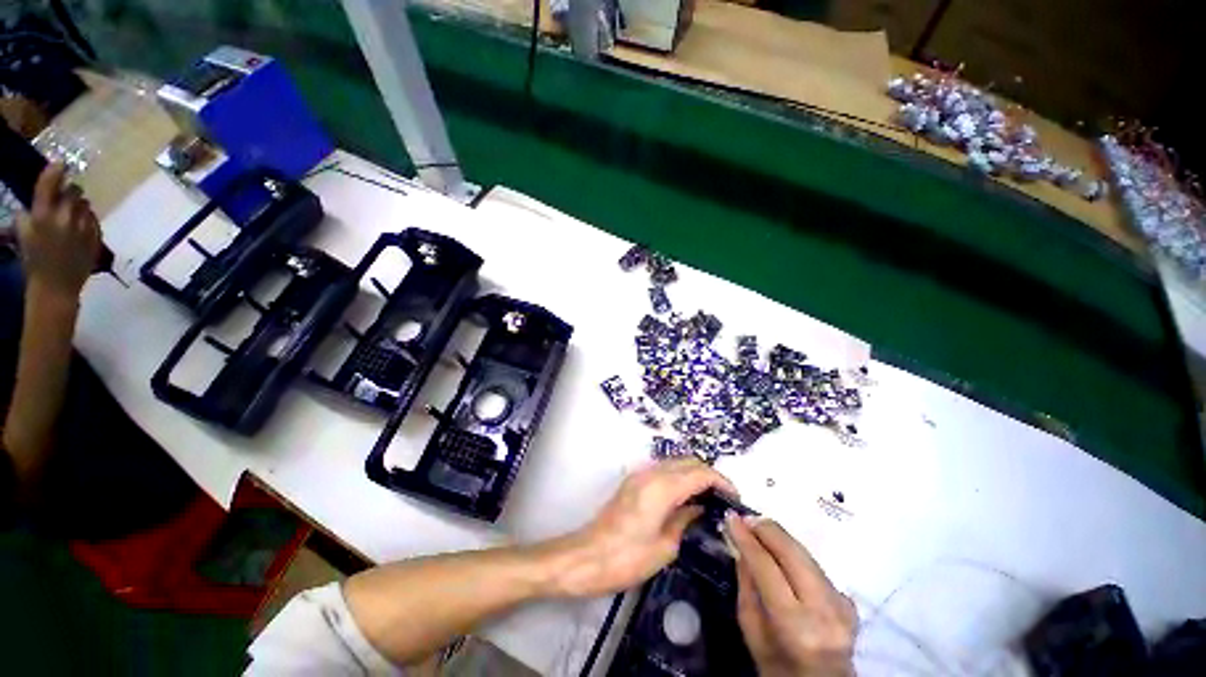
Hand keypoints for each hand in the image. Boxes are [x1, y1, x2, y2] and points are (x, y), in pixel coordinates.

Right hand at [16, 163, 100, 296]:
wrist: (56, 287)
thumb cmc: (34, 260)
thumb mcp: (23, 233)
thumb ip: (28, 213)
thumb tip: (34, 202)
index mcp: (43, 214)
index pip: (51, 182)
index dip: (56, 170)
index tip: (61, 163)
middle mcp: (65, 216)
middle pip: (74, 190)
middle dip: (69, 191)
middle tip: (64, 197)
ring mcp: (83, 226)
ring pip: (85, 204)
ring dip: (79, 205)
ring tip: (71, 215)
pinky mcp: (96, 236)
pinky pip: (94, 219)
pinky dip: (87, 219)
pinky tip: (80, 227)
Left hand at [545, 458, 736, 597]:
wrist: (586, 557)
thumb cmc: (627, 558)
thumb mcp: (664, 546)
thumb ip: (685, 520)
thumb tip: (699, 508)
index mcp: (662, 487)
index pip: (700, 472)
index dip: (721, 481)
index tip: (735, 497)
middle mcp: (651, 473)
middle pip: (688, 461)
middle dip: (709, 475)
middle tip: (723, 499)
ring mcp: (639, 475)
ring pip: (675, 463)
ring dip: (693, 474)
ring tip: (708, 498)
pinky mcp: (633, 482)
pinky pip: (663, 471)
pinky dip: (679, 478)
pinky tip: (685, 498)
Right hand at [727, 514, 856, 676]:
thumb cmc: (778, 667)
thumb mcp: (752, 632)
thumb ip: (747, 587)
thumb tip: (740, 547)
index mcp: (796, 625)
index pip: (767, 567)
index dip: (746, 539)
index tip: (730, 517)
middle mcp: (824, 610)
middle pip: (793, 553)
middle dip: (766, 529)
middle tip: (745, 517)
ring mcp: (841, 604)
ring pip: (806, 554)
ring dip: (780, 536)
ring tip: (758, 527)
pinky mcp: (849, 600)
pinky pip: (815, 565)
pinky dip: (794, 553)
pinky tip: (780, 550)